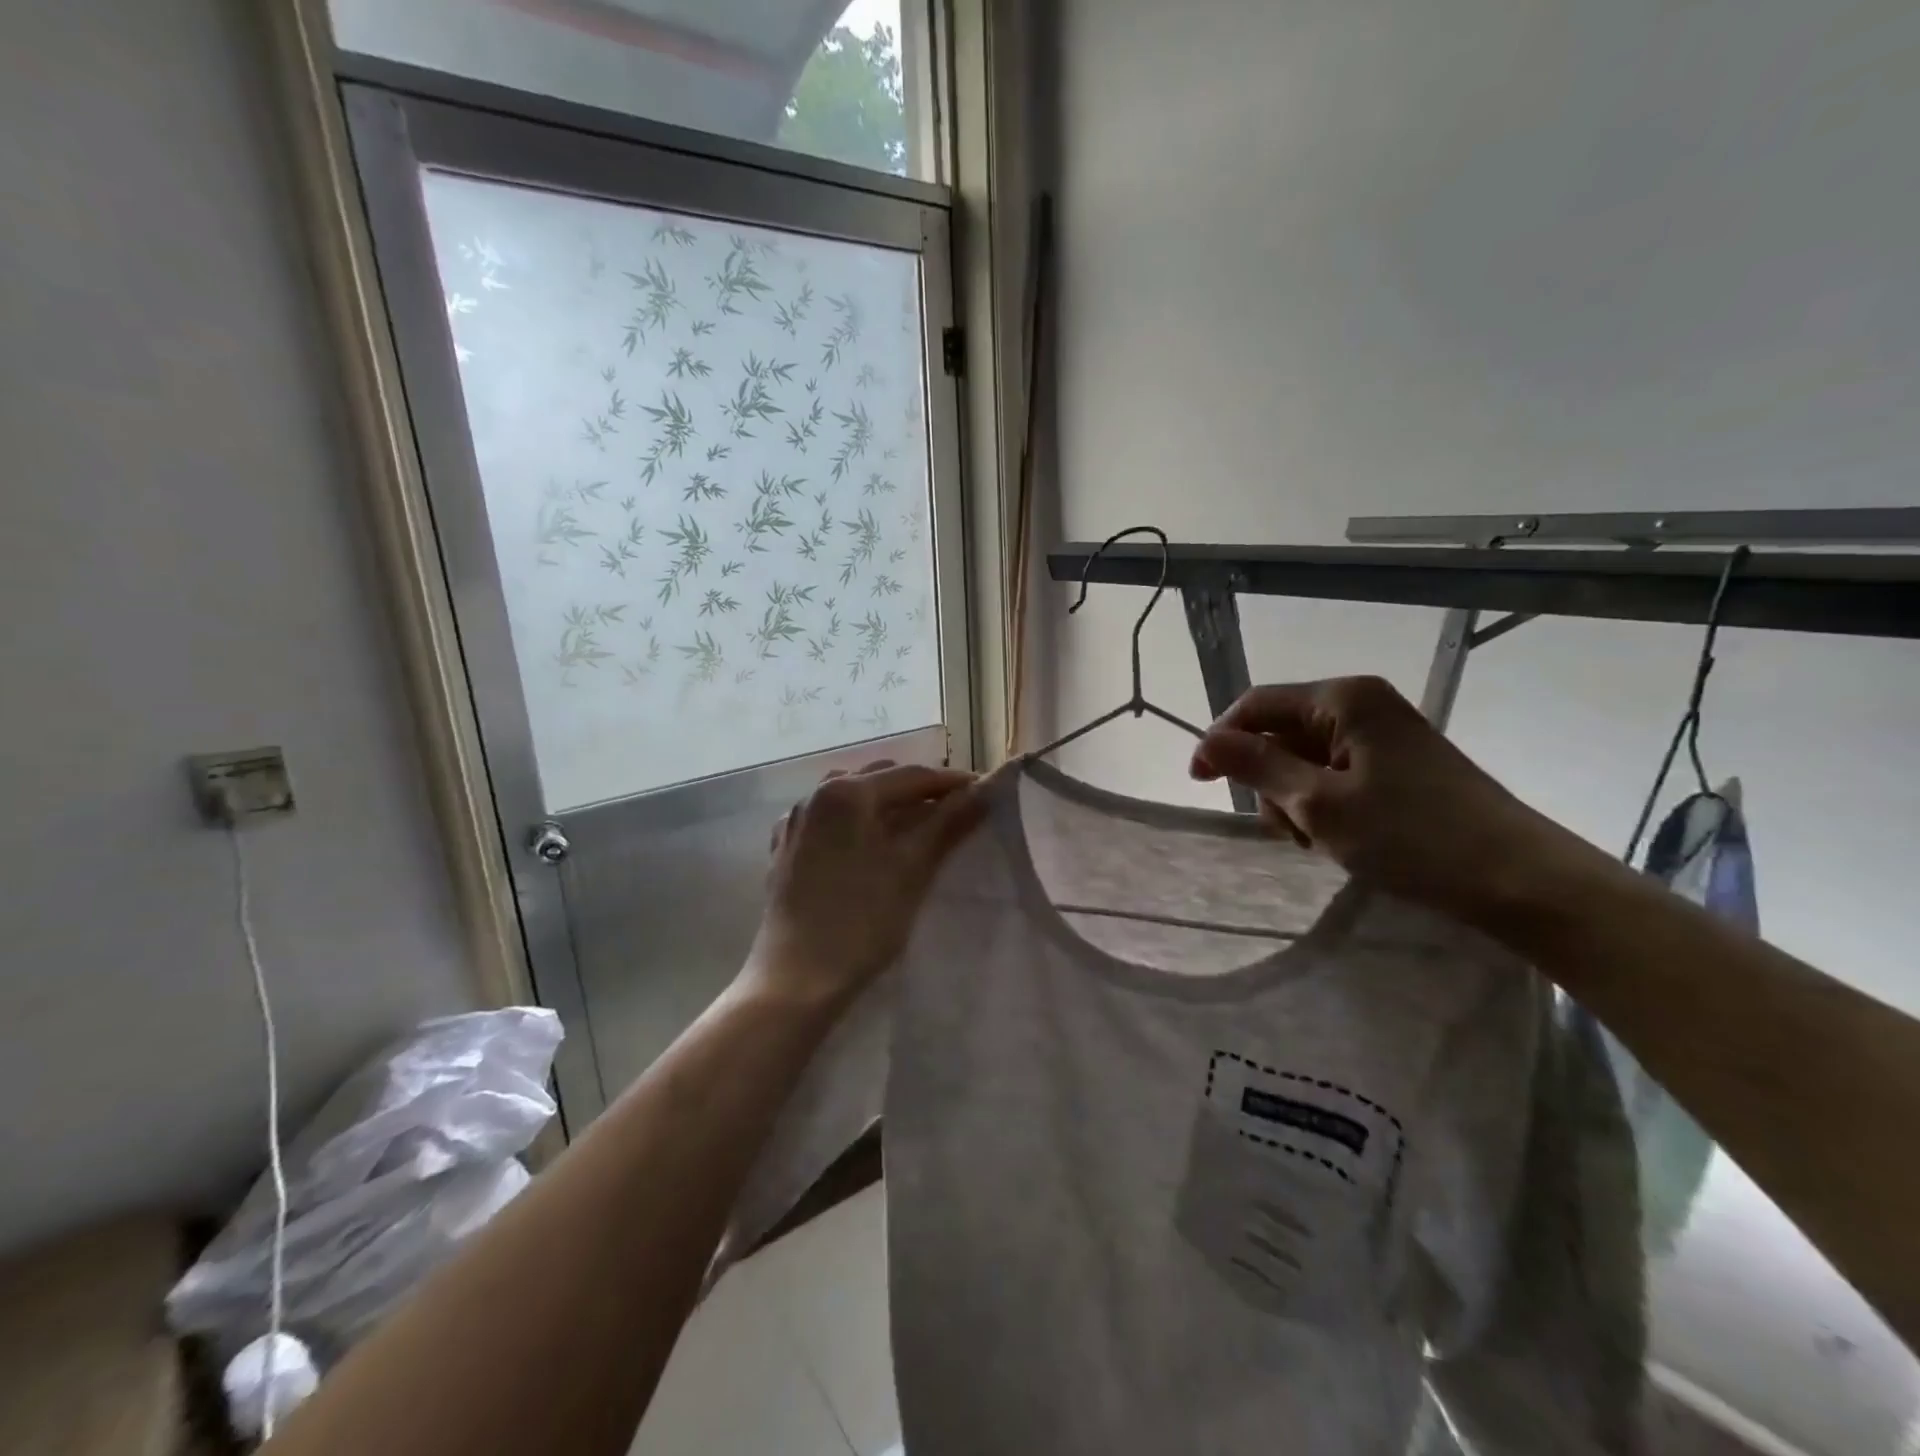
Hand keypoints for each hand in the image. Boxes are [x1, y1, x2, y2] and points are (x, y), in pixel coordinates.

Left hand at [743, 761, 985, 1010]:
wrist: (796, 978)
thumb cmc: (861, 920)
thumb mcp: (913, 867)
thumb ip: (949, 822)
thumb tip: (985, 789)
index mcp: (846, 792)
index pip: (911, 776)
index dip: (951, 783)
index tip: (984, 791)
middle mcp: (815, 795)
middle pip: (879, 780)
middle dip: (919, 790)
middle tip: (955, 810)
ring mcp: (796, 822)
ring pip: (851, 797)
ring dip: (885, 803)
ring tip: (914, 824)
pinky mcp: (785, 850)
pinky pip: (828, 821)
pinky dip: (855, 822)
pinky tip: (865, 841)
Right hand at [1189, 676, 1597, 930]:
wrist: (1519, 880)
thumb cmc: (1412, 837)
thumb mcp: (1318, 803)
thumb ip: (1256, 766)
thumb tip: (1205, 741)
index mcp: (1343, 698)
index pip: (1256, 704)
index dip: (1221, 740)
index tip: (1198, 783)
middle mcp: (1361, 704)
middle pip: (1280, 731)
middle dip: (1267, 779)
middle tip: (1286, 829)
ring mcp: (1382, 734)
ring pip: (1304, 757)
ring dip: (1294, 798)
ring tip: (1317, 839)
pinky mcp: (1398, 764)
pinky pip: (1334, 773)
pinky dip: (1322, 804)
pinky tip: (1339, 836)